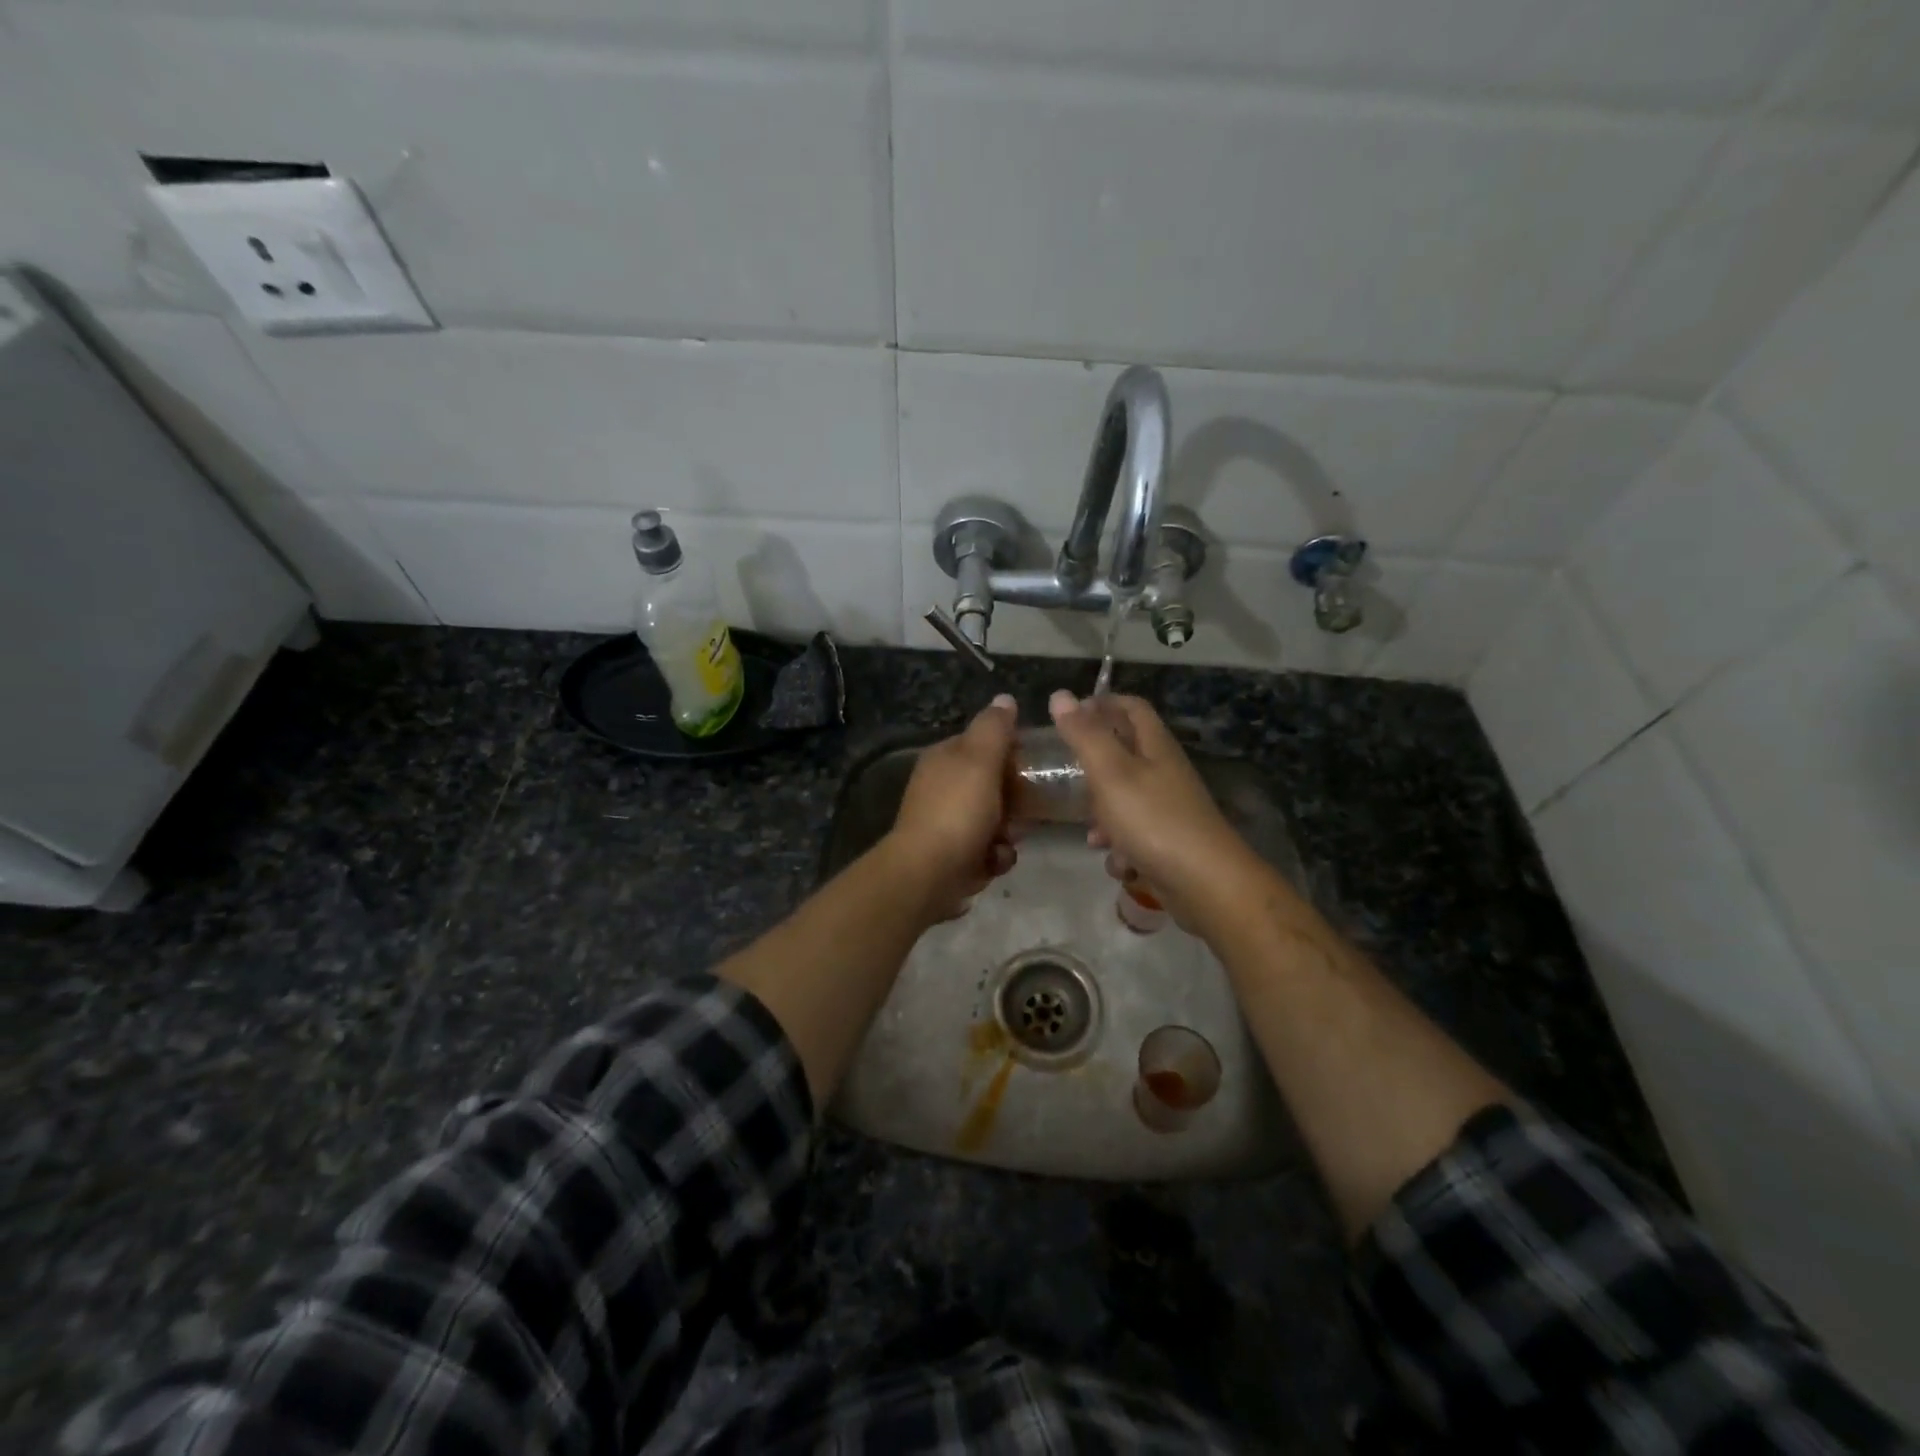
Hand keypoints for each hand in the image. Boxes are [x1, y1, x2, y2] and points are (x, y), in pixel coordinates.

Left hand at [886, 694, 1019, 920]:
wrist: (929, 874)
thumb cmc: (958, 811)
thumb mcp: (980, 760)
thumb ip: (994, 728)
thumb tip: (1005, 699)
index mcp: (945, 758)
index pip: (985, 743)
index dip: (1012, 752)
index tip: (1035, 765)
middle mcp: (942, 787)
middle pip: (994, 784)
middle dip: (1015, 800)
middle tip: (1026, 809)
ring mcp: (947, 822)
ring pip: (996, 819)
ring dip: (1008, 833)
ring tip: (1005, 840)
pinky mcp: (954, 855)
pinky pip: (988, 849)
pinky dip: (994, 856)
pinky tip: (992, 862)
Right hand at [1047, 690, 1255, 928]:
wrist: (1206, 885)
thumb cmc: (1154, 820)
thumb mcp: (1110, 773)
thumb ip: (1084, 735)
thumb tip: (1060, 695)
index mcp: (1156, 746)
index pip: (1131, 707)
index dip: (1102, 703)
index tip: (1069, 714)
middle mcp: (1165, 772)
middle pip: (1126, 755)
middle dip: (1094, 767)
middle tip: (1067, 776)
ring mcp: (1170, 809)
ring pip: (1126, 800)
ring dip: (1103, 815)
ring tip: (1088, 832)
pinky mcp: (1170, 843)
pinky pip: (1136, 836)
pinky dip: (1121, 847)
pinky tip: (1117, 863)